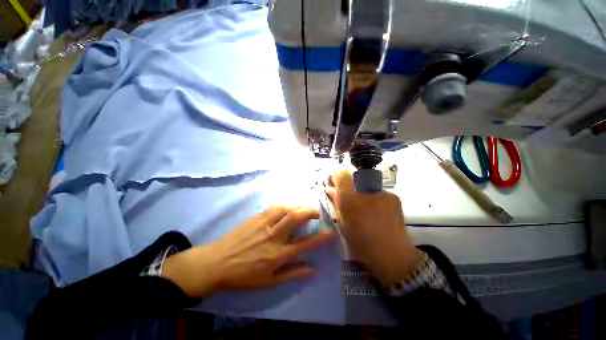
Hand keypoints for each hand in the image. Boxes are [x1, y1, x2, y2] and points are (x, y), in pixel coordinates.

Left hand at [163, 206, 333, 298]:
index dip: (320, 238)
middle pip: (296, 217)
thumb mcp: (269, 282)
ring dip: (298, 206)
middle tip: (317, 212)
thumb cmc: (243, 275)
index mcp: (278, 254)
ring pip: (286, 208)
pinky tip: (289, 206)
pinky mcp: (256, 217)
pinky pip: (275, 207)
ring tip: (304, 208)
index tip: (331, 232)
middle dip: (310, 211)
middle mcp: (273, 236)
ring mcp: (264, 223)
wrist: (216, 263)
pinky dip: (286, 205)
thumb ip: (292, 274)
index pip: (305, 244)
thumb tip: (313, 268)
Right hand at [326, 170, 422, 286]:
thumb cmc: (362, 243)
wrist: (394, 256)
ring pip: (365, 185)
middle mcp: (365, 191)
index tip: (333, 181)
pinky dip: (374, 198)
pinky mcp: (394, 196)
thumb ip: (336, 203)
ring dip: (361, 192)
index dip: (335, 175)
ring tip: (365, 209)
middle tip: (348, 197)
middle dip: (348, 185)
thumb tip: (330, 189)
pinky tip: (377, 212)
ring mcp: (382, 192)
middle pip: (353, 177)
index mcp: (350, 199)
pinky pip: (378, 192)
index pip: (341, 174)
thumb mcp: (342, 224)